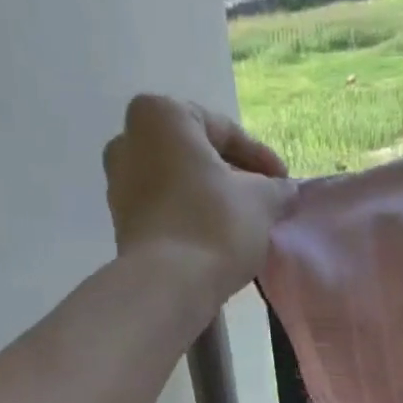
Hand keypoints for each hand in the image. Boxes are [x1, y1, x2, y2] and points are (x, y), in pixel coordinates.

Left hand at [102, 94, 295, 306]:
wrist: (168, 286)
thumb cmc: (214, 225)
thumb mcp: (262, 200)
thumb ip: (276, 188)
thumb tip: (284, 190)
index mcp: (161, 116)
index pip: (224, 131)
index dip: (261, 158)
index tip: (283, 183)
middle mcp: (128, 140)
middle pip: (195, 155)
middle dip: (231, 177)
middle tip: (263, 201)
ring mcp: (118, 184)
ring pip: (178, 183)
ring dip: (210, 199)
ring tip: (242, 224)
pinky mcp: (121, 224)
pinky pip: (165, 211)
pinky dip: (190, 219)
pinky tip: (216, 240)